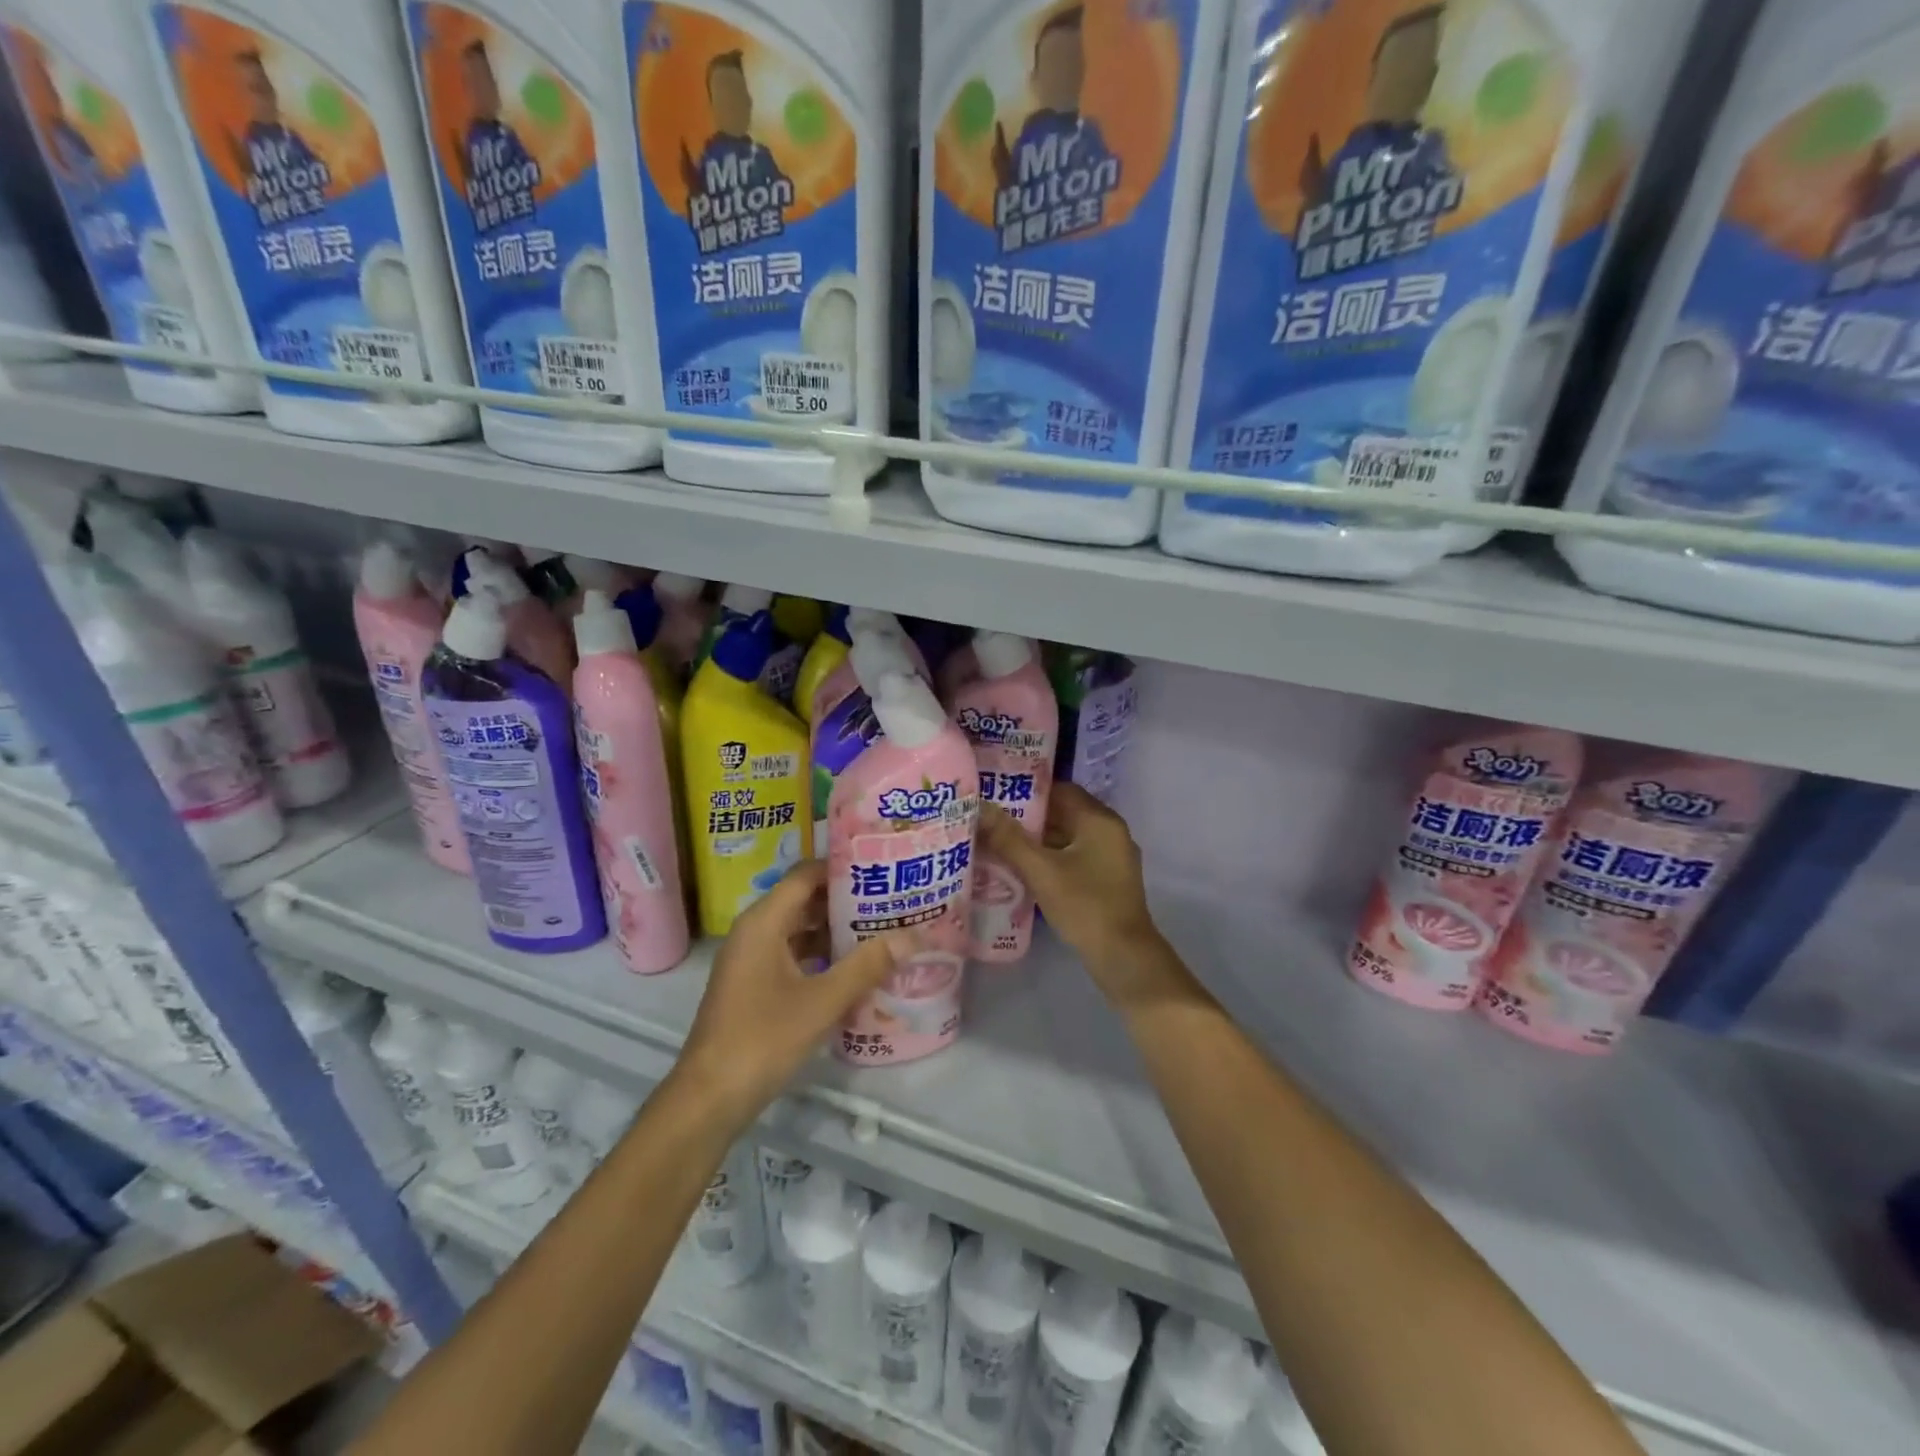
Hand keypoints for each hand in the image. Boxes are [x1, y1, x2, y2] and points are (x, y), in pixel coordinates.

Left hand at [676, 861, 906, 1125]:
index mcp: (764, 922)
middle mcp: (755, 931)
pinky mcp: (755, 985)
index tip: (881, 866)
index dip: (842, 867)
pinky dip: (822, 954)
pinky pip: (794, 954)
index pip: (806, 874)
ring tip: (882, 927)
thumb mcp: (822, 1001)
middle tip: (892, 898)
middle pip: (804, 899)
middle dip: (846, 898)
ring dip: (836, 928)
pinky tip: (855, 967)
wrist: (709, 1099)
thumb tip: (913, 936)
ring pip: (800, 929)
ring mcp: (753, 960)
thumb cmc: (762, 1039)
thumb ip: (867, 966)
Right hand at [978, 784, 1171, 1002]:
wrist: (1124, 957)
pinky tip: (1025, 868)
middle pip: (1064, 813)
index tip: (997, 796)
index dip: (1027, 791)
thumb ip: (1008, 838)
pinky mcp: (1109, 878)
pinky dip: (1052, 857)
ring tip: (1000, 842)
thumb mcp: (1041, 871)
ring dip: (1039, 839)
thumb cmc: (1084, 906)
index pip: (1060, 790)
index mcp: (1100, 820)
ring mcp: (1112, 856)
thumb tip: (979, 806)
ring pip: (1069, 836)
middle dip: (1029, 817)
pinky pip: (1075, 856)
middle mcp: (1110, 831)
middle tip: (992, 820)